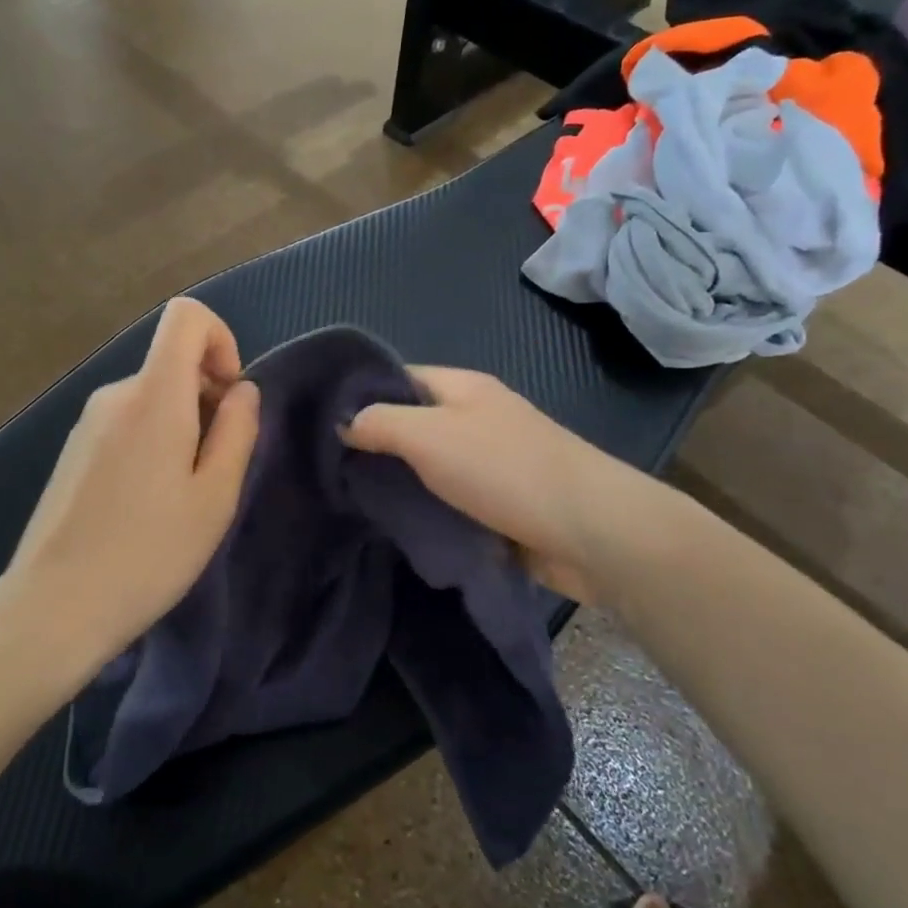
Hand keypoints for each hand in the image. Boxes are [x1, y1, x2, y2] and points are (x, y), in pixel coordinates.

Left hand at [5, 298, 260, 667]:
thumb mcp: (216, 495)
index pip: (186, 316)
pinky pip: (126, 423)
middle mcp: (115, 394)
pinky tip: (145, 505)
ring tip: (180, 496)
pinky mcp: (72, 450)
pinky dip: (151, 443)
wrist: (55, 605)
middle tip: (213, 470)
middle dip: (207, 399)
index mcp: (154, 395)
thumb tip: (242, 390)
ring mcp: (88, 422)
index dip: (220, 340)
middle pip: (172, 363)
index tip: (229, 397)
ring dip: (180, 428)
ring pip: (151, 398)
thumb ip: (238, 430)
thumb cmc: (150, 551)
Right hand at [341, 367, 612, 602]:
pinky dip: (425, 511)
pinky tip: (393, 527)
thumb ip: (380, 422)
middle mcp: (475, 418)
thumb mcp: (428, 435)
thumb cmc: (504, 470)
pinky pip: (449, 501)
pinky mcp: (499, 504)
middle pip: (412, 423)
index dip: (359, 394)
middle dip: (373, 445)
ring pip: (429, 467)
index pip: (398, 377)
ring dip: (398, 483)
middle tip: (326, 470)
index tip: (318, 423)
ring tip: (348, 501)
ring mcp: (489, 462)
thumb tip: (342, 421)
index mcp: (461, 388)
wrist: (589, 530)